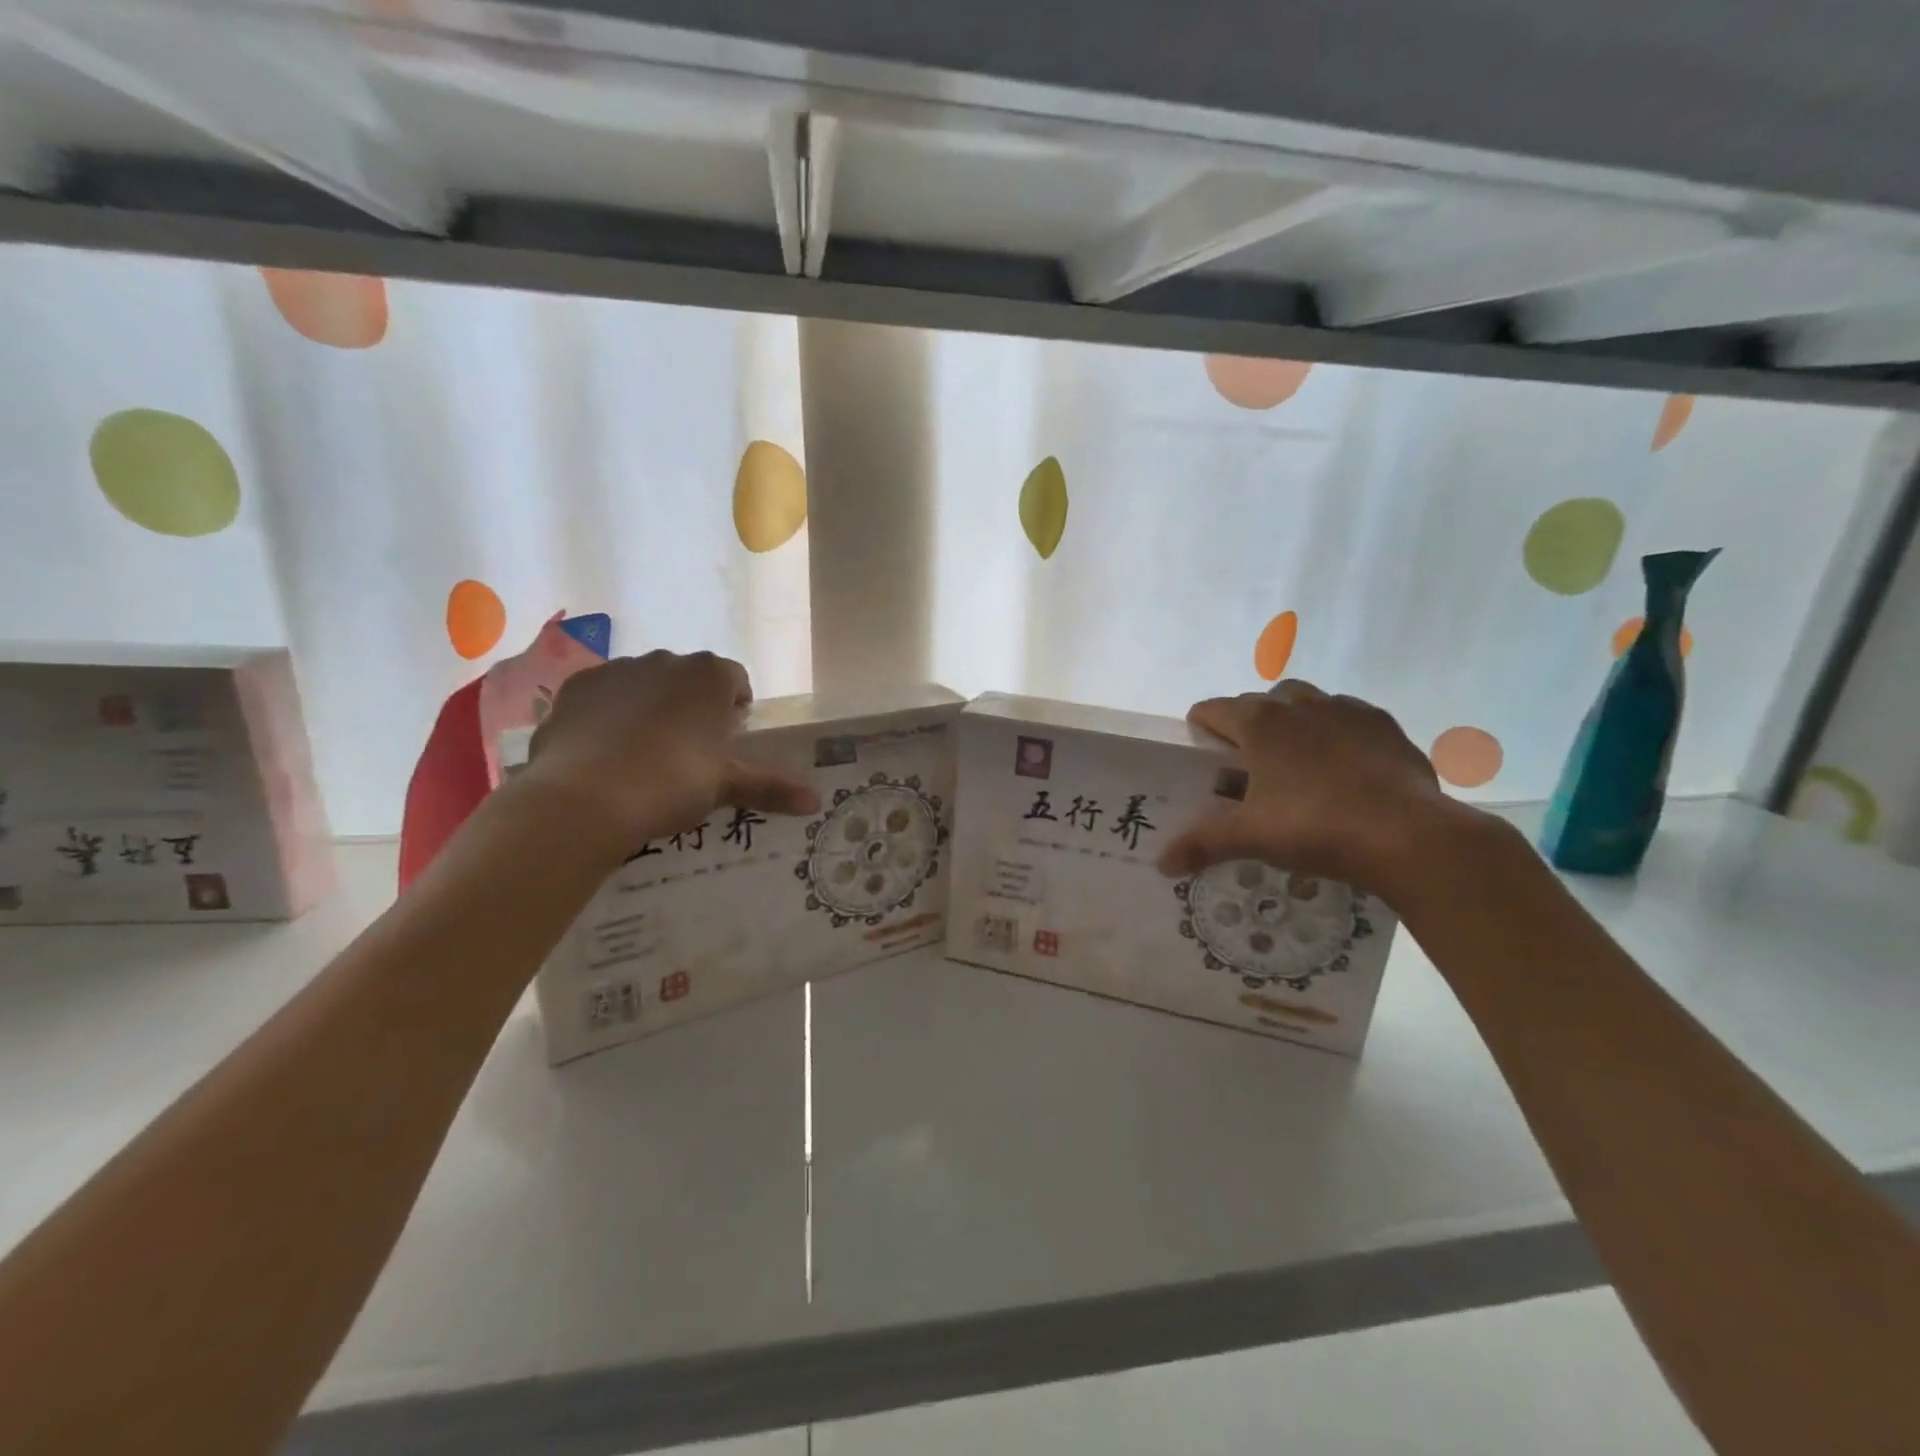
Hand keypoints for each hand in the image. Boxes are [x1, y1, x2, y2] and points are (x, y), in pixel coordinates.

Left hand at [518, 651, 818, 859]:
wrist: (586, 796)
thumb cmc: (673, 782)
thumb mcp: (726, 786)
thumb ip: (771, 787)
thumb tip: (816, 802)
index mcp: (710, 675)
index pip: (735, 680)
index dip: (735, 708)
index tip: (728, 739)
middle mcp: (667, 660)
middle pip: (689, 678)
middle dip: (692, 705)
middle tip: (689, 751)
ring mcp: (618, 668)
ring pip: (645, 683)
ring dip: (651, 706)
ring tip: (643, 754)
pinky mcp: (577, 686)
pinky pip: (604, 695)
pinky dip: (609, 714)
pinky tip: (604, 751)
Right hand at [1157, 680, 1483, 898]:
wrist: (1408, 836)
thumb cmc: (1315, 826)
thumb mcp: (1250, 837)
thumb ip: (1202, 843)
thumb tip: (1162, 864)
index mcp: (1259, 722)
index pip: (1212, 709)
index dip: (1200, 730)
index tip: (1202, 757)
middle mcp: (1298, 704)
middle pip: (1259, 701)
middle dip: (1248, 727)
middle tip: (1248, 768)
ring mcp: (1346, 709)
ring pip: (1305, 703)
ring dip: (1292, 724)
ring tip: (1296, 766)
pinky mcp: (1384, 724)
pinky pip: (1348, 718)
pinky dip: (1336, 734)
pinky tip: (1343, 770)